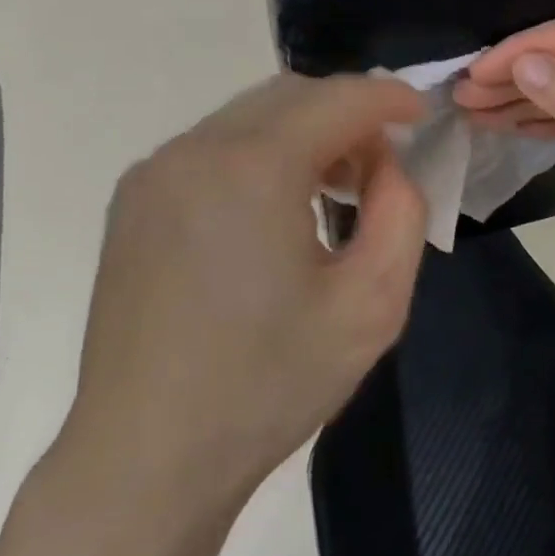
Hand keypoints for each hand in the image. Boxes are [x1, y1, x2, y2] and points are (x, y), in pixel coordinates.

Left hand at [51, 73, 427, 525]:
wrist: (143, 460)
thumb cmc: (266, 387)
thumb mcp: (371, 306)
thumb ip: (401, 213)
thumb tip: (387, 165)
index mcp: (252, 168)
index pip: (338, 99)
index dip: (389, 98)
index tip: (421, 115)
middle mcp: (196, 148)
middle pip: (292, 95)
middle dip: (347, 113)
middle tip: (379, 165)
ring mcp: (156, 170)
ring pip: (250, 115)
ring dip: (303, 131)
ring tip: (330, 188)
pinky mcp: (133, 196)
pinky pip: (213, 145)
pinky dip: (259, 152)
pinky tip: (271, 208)